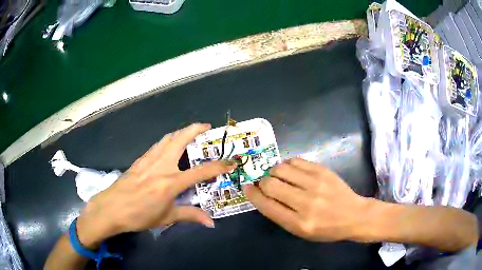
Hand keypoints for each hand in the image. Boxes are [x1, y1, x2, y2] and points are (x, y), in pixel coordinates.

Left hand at [76, 123, 235, 247]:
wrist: (111, 208)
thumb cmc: (139, 215)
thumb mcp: (166, 218)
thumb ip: (189, 216)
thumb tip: (210, 223)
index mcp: (170, 182)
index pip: (200, 171)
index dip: (218, 166)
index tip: (230, 161)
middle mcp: (161, 166)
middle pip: (180, 139)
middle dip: (195, 129)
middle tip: (206, 126)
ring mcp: (148, 160)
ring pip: (167, 138)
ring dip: (180, 132)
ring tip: (189, 132)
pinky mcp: (139, 160)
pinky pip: (156, 145)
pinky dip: (167, 140)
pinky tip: (168, 146)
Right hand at [243, 158, 368, 241]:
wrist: (353, 215)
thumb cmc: (326, 229)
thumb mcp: (300, 231)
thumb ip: (280, 214)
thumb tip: (261, 194)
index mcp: (298, 223)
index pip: (266, 205)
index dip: (252, 195)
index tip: (246, 188)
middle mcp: (306, 202)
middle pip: (270, 184)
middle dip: (262, 182)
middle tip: (265, 184)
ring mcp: (316, 184)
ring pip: (280, 168)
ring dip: (273, 172)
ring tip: (278, 176)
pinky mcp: (323, 170)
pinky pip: (295, 160)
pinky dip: (287, 165)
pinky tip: (291, 170)